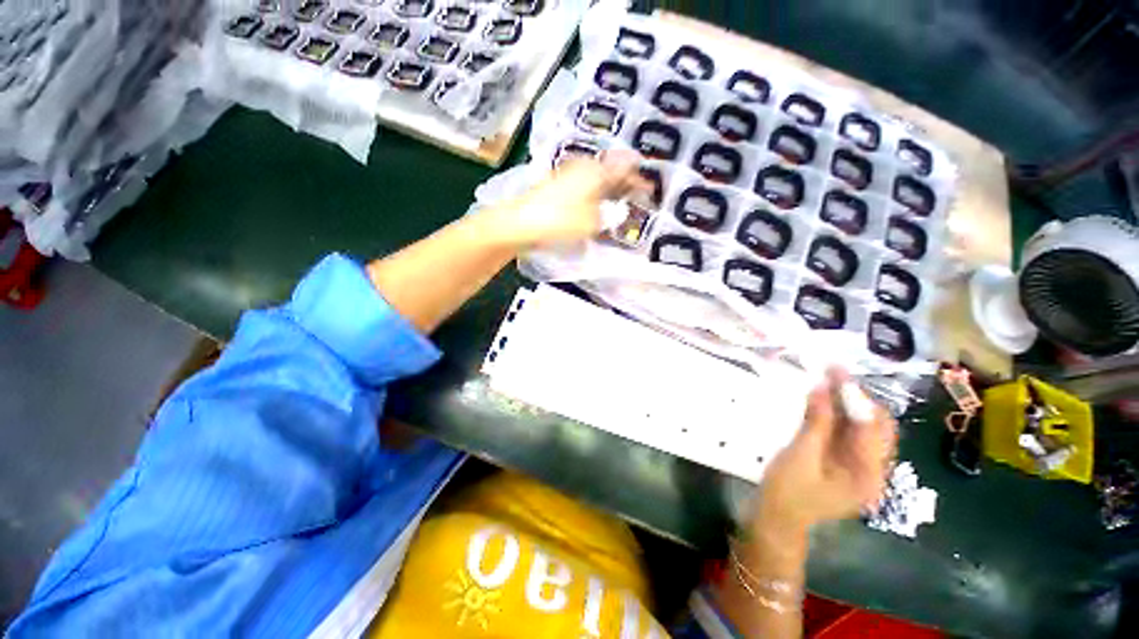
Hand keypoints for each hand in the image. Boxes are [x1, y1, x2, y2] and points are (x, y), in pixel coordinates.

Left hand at [487, 150, 651, 247]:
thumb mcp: (591, 222)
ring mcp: (568, 176)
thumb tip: (617, 212)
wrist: (518, 223)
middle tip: (637, 196)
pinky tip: (597, 207)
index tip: (649, 188)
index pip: (625, 167)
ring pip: (597, 179)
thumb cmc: (558, 220)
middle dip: (625, 182)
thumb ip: (609, 216)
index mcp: (595, 170)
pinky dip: (595, 195)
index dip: (638, 177)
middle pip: (610, 170)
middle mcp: (583, 167)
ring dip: (610, 189)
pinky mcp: (557, 187)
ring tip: (621, 203)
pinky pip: (585, 188)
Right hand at [753, 368, 896, 537]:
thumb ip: (817, 422)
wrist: (775, 518)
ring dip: (844, 404)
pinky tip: (820, 400)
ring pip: (858, 428)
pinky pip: (844, 434)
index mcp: (869, 474)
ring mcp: (856, 467)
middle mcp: (871, 469)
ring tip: (825, 379)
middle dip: (855, 398)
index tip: (836, 371)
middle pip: (873, 426)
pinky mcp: (841, 464)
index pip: (873, 427)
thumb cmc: (788, 491)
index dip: (857, 397)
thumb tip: (822, 387)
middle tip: (831, 373)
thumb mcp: (801, 455)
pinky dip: (834, 415)